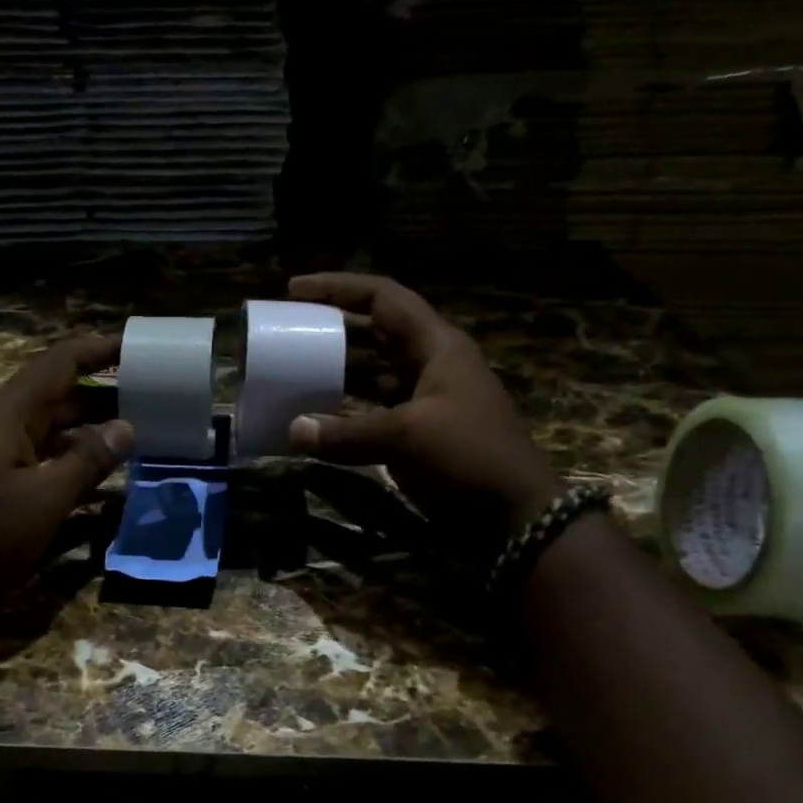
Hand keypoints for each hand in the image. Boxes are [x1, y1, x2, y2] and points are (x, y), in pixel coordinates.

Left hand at [0, 334, 132, 606]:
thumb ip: (87, 461)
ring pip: (55, 436)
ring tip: (142, 441)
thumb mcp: (43, 497)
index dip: (100, 350)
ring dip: (94, 437)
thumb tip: (126, 427)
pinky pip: (45, 468)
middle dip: (106, 398)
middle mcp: (4, 427)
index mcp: (11, 412)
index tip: (140, 347)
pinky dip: (75, 471)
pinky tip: (106, 489)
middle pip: (62, 399)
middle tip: (156, 402)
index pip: (62, 363)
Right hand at [286, 273, 561, 526]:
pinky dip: (344, 411)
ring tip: (294, 370)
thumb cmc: (469, 456)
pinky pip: (372, 409)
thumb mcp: (407, 436)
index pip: (383, 297)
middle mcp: (429, 364)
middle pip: (374, 332)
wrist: (514, 514)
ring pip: (371, 372)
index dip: (339, 287)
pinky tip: (316, 417)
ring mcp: (424, 399)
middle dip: (331, 328)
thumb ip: (347, 432)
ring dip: (335, 370)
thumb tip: (293, 431)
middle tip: (288, 331)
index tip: (294, 290)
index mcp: (436, 345)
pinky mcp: (417, 432)